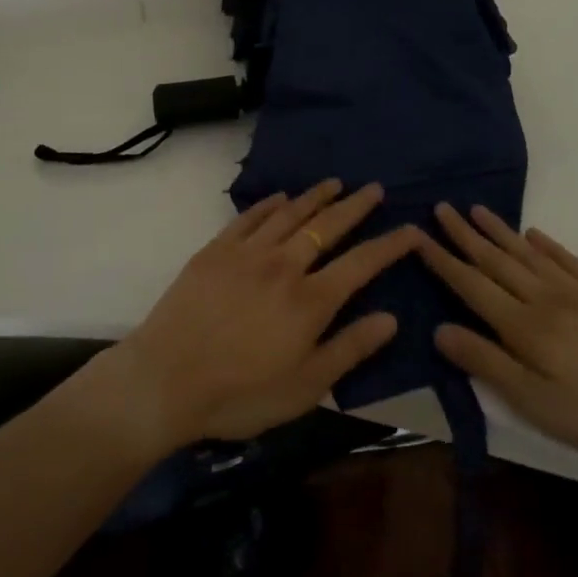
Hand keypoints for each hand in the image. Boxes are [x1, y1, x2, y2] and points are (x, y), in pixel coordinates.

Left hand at [108, 180, 416, 450]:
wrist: (164, 381)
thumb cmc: (240, 394)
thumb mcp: (305, 387)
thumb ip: (350, 349)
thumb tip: (391, 319)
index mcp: (311, 300)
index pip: (362, 263)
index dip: (391, 244)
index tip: (412, 229)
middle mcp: (285, 265)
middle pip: (328, 226)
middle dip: (356, 206)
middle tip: (375, 188)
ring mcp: (248, 253)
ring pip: (290, 214)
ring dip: (316, 197)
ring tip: (335, 182)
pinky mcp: (216, 251)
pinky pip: (249, 218)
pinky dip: (269, 205)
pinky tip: (280, 198)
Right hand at [415, 203, 577, 465]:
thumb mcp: (535, 402)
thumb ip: (487, 363)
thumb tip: (439, 330)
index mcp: (523, 325)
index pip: (472, 285)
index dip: (443, 261)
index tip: (418, 235)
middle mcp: (544, 298)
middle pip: (496, 261)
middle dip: (465, 235)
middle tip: (441, 207)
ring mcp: (577, 292)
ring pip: (527, 254)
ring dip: (499, 231)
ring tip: (477, 210)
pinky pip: (567, 260)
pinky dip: (547, 245)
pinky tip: (535, 234)